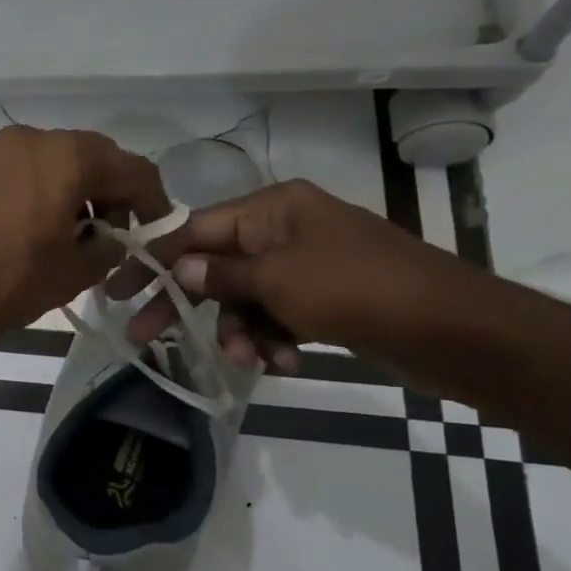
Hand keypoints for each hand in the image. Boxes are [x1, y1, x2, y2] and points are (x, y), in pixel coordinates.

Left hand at [0, 125, 171, 359]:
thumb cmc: (6, 283)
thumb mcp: (73, 273)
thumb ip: (108, 247)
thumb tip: (112, 239)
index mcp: (66, 156)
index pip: (130, 168)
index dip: (152, 199)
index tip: (156, 227)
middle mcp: (29, 137)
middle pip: (87, 157)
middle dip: (107, 192)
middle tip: (111, 233)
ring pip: (47, 161)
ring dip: (68, 190)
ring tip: (66, 234)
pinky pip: (13, 171)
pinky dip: (32, 190)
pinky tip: (26, 226)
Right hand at [106, 179, 473, 372]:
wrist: (453, 330)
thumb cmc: (356, 289)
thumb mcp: (278, 279)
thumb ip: (221, 274)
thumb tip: (178, 268)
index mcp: (272, 209)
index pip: (194, 229)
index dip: (153, 260)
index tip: (116, 289)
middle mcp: (283, 231)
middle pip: (213, 267)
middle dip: (187, 305)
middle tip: (145, 338)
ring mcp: (304, 266)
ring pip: (244, 299)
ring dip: (239, 332)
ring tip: (250, 359)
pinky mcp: (322, 300)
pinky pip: (275, 317)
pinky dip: (273, 340)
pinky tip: (287, 361)